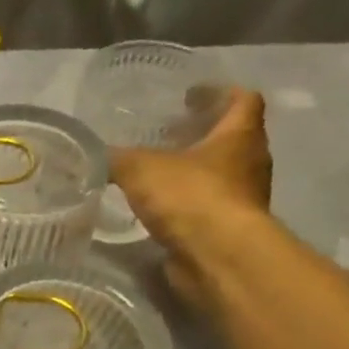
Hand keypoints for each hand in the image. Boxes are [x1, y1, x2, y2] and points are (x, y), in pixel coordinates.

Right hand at [111, 88, 271, 304]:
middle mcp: (250, 164)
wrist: (216, 255)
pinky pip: (207, 209)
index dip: (218, 93)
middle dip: (201, 136)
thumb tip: (98, 155)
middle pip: (231, 140)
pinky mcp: (228, 231)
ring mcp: (242, 200)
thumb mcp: (141, 168)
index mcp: (239, 136)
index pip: (243, 100)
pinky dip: (186, 205)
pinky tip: (158, 211)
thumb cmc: (190, 197)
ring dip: (194, 173)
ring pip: (220, 176)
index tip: (190, 96)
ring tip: (158, 176)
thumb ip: (118, 158)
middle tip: (168, 136)